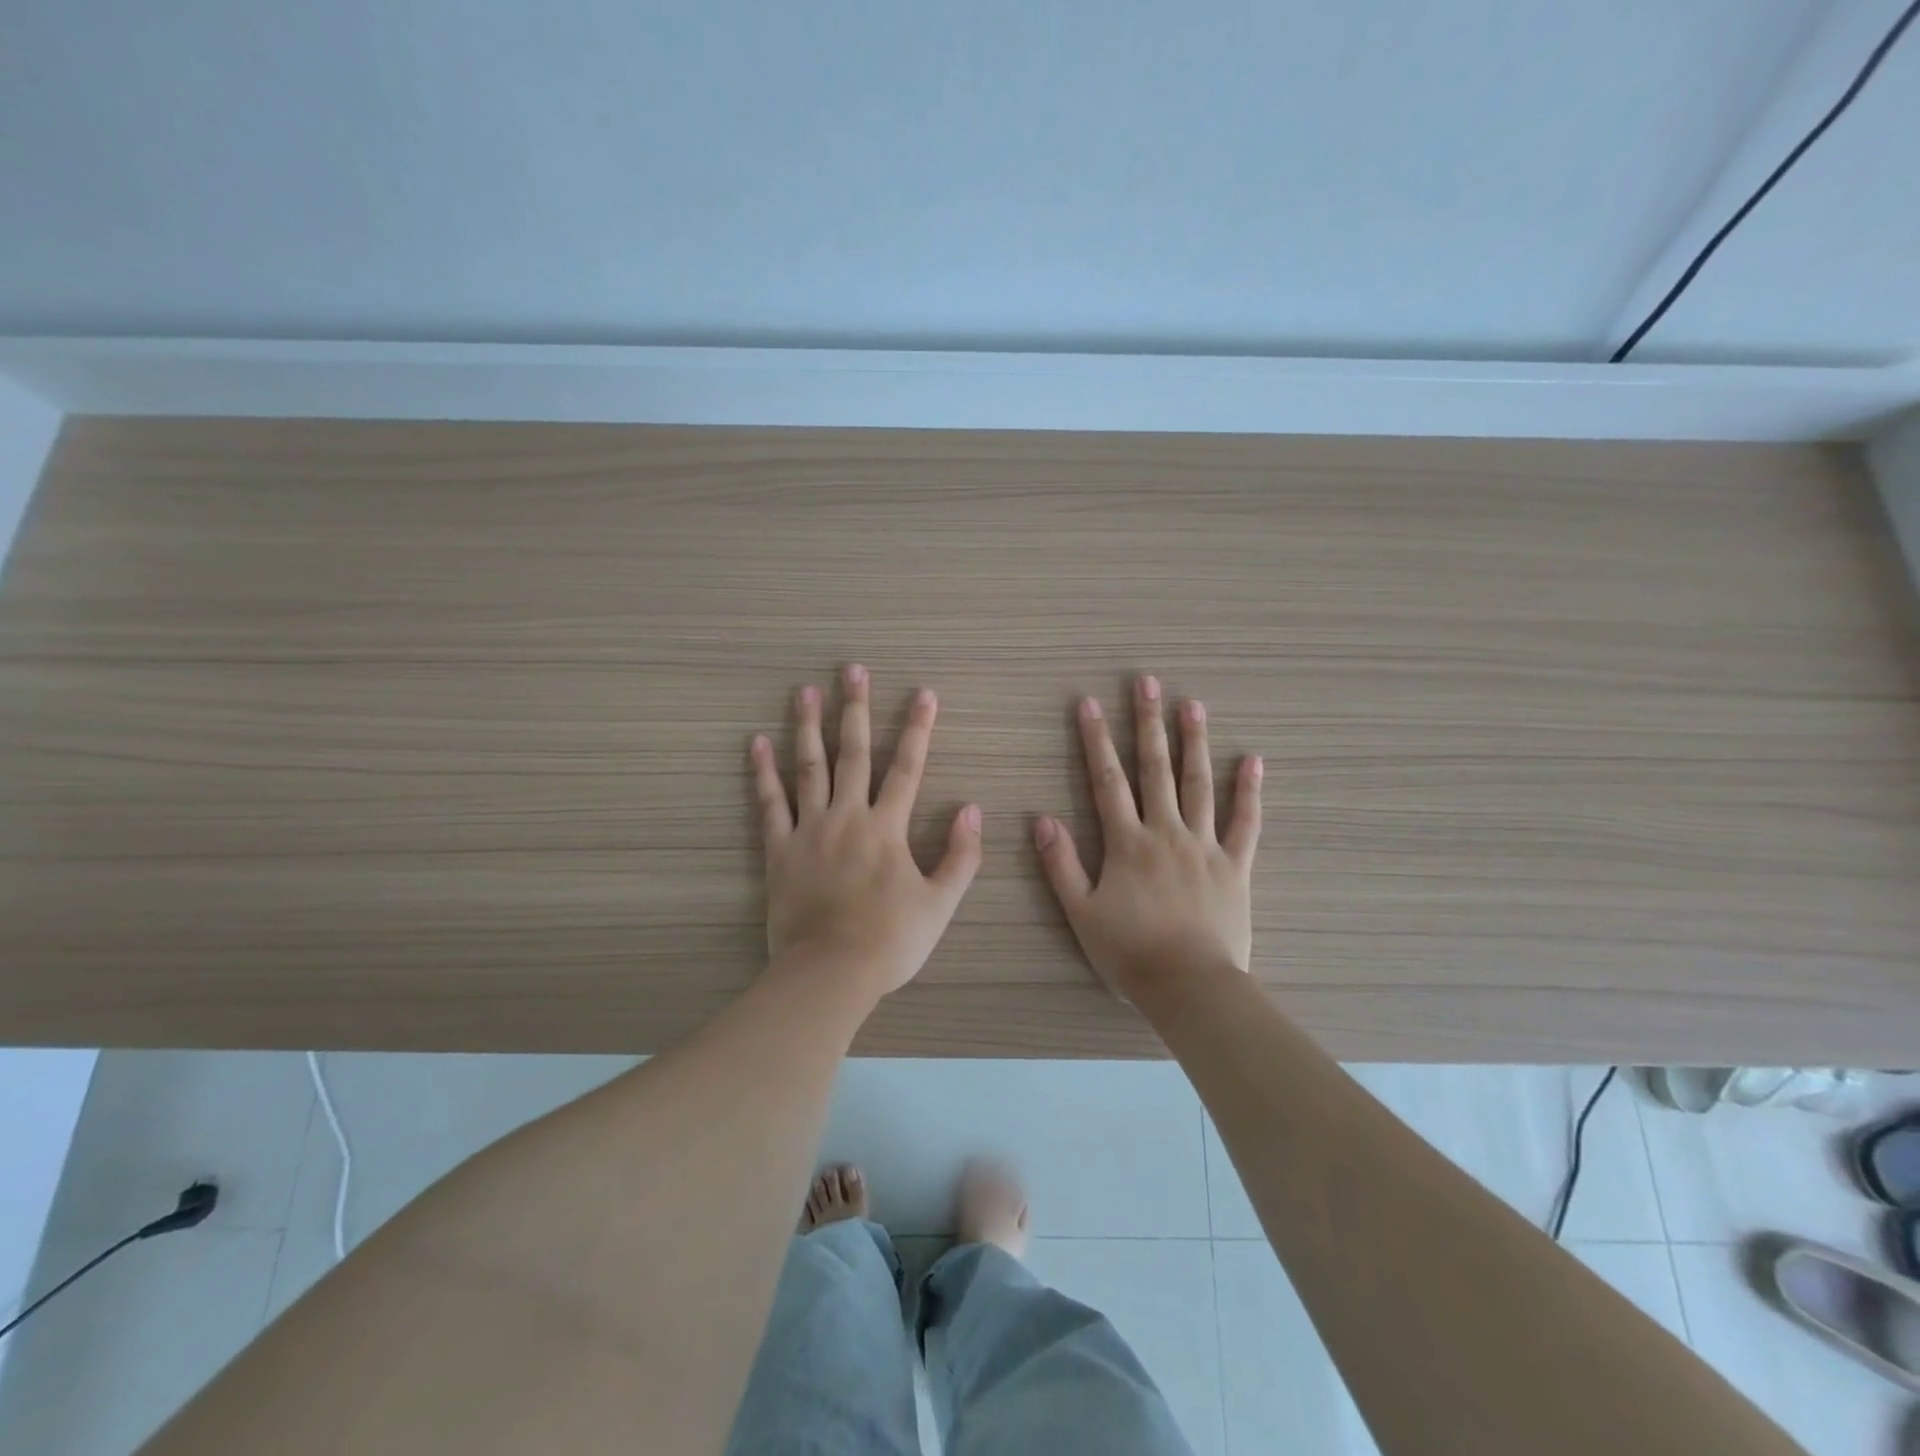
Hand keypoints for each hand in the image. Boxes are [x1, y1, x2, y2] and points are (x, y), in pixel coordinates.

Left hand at [751, 665, 982, 998]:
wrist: (830, 974)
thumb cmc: (890, 940)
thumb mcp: (940, 903)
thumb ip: (962, 855)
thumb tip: (972, 809)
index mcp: (887, 827)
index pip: (907, 767)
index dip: (918, 728)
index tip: (923, 693)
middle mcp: (847, 816)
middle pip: (853, 753)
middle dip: (856, 709)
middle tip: (854, 670)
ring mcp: (809, 831)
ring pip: (809, 768)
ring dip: (808, 727)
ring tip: (805, 691)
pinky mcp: (779, 851)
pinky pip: (770, 804)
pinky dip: (763, 773)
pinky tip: (757, 743)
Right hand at [1035, 674, 1261, 1001]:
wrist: (1191, 987)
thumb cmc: (1130, 953)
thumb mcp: (1082, 913)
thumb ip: (1062, 864)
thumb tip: (1042, 819)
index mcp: (1127, 842)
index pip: (1107, 780)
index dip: (1095, 740)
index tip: (1089, 703)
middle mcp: (1166, 832)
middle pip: (1155, 769)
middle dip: (1148, 723)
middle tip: (1147, 682)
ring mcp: (1205, 845)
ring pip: (1199, 784)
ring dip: (1194, 742)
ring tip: (1192, 704)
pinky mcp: (1235, 866)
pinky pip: (1245, 823)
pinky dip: (1249, 791)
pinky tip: (1253, 759)